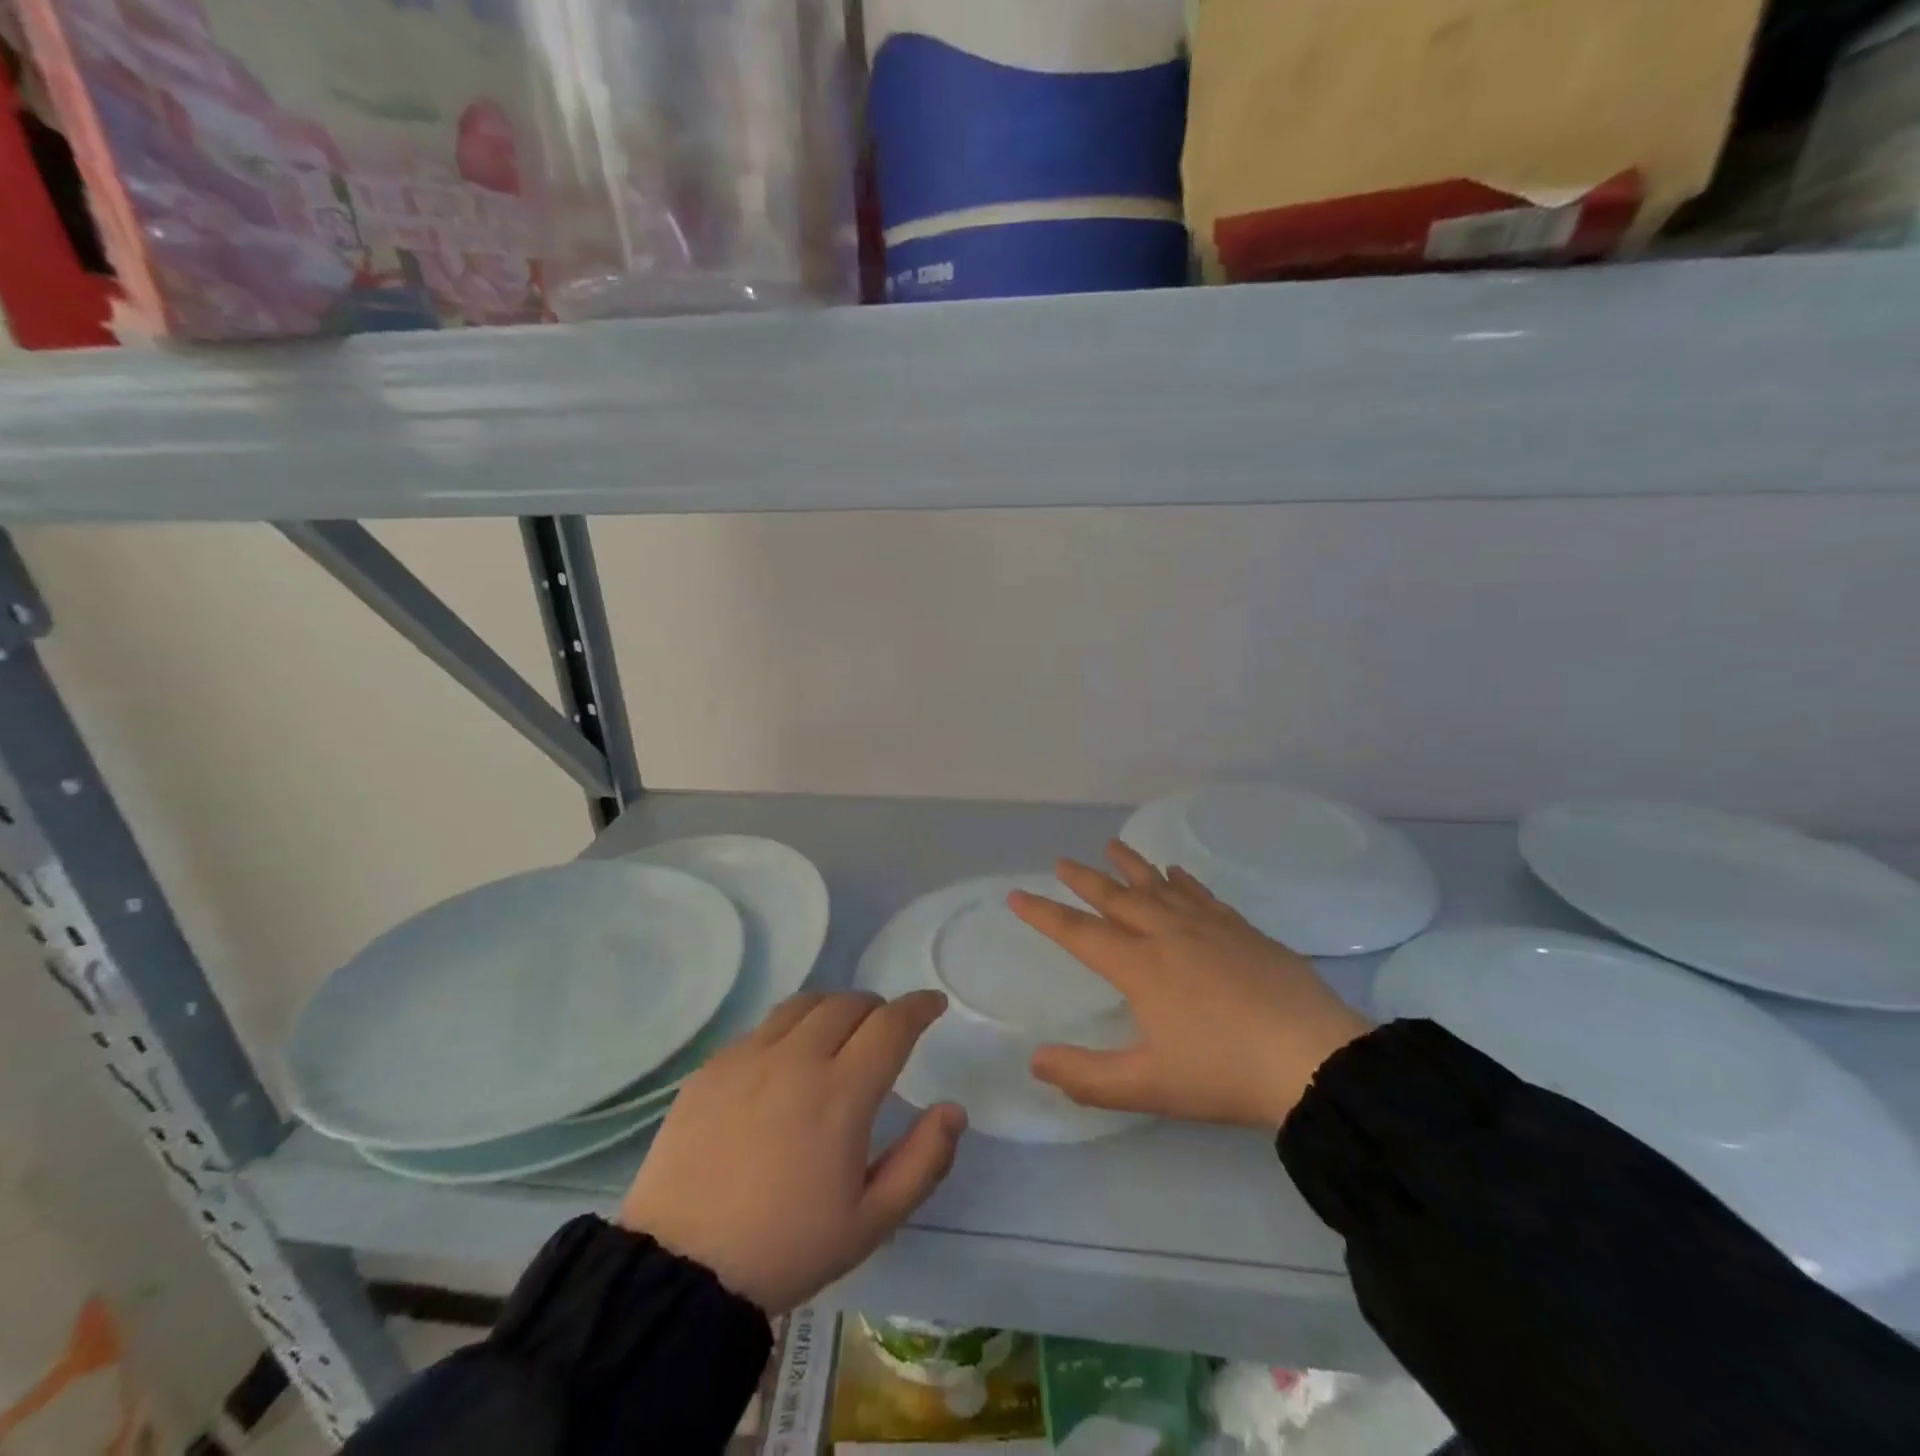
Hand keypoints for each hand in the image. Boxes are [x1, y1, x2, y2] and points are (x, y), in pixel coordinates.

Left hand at [620, 990, 966, 1313]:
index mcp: (842, 1092)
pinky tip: (785, 1063)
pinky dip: (790, 1030)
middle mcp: (797, 1058)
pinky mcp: (712, 1068)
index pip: (891, 1024)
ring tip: (838, 1035)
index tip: (933, 1003)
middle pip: (848, 1003)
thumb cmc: (786, 1249)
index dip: (919, 1006)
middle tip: (885, 1032)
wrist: (679, 1271)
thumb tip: (953, 1109)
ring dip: (833, 1009)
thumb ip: (923, 1161)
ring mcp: (748, 1057)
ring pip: (804, 1004)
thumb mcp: (870, 1222)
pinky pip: (762, 1027)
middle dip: (878, 1008)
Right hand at [1009, 841, 1373, 1129]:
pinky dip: (1182, 880)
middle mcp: (1167, 934)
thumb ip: (1087, 1076)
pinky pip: (1201, 894)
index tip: (1017, 895)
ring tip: (1111, 846)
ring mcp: (1208, 927)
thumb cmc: (1223, 1073)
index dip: (1045, 914)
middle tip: (1062, 861)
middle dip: (1085, 880)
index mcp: (1140, 967)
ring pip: (1158, 886)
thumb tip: (1035, 1061)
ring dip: (1131, 866)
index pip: (1079, 933)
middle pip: (1116, 898)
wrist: (1312, 1059)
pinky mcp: (1242, 930)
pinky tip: (1176, 872)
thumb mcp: (1148, 1086)